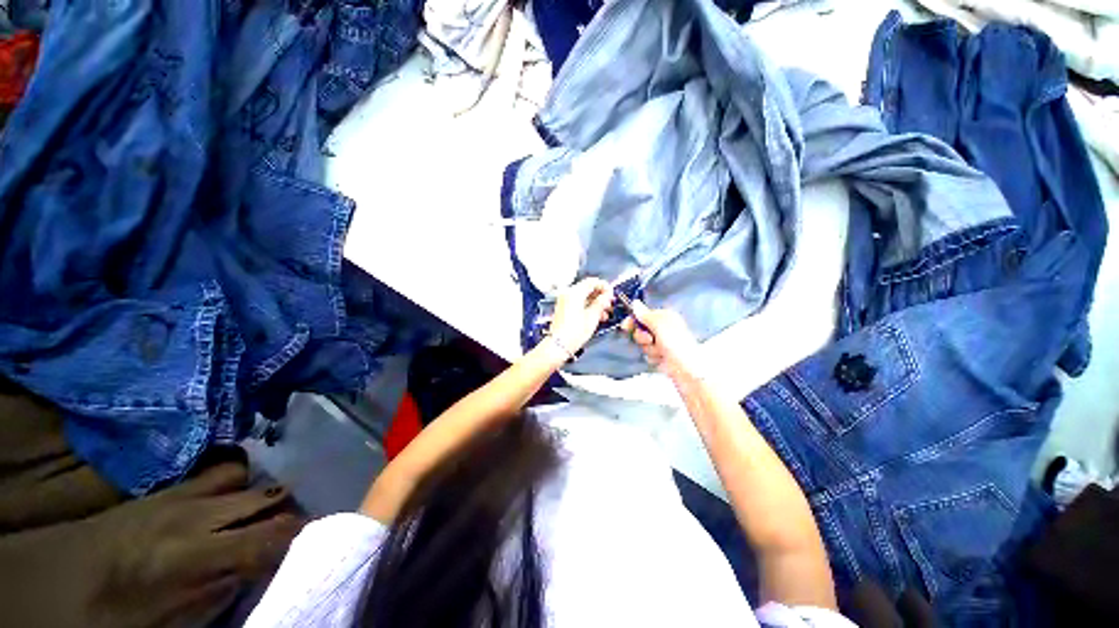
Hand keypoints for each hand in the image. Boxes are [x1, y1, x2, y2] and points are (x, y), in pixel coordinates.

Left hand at [547, 277, 613, 356]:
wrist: (558, 346)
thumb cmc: (576, 331)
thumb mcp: (592, 317)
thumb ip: (602, 303)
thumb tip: (608, 294)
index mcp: (574, 292)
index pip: (592, 281)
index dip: (604, 286)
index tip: (612, 295)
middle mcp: (568, 294)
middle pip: (588, 289)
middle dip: (601, 296)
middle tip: (611, 305)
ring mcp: (565, 301)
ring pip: (584, 297)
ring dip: (596, 303)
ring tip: (606, 314)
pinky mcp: (564, 309)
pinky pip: (579, 303)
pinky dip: (588, 307)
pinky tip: (597, 317)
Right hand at [621, 301, 703, 380]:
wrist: (686, 368)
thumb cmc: (675, 343)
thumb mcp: (659, 325)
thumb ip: (645, 315)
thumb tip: (635, 303)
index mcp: (664, 317)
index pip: (642, 315)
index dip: (633, 320)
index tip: (626, 326)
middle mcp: (662, 328)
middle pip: (639, 330)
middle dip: (642, 337)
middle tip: (650, 340)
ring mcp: (661, 342)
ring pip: (642, 343)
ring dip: (648, 348)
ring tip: (660, 351)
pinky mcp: (660, 355)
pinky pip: (647, 353)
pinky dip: (652, 357)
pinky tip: (661, 358)